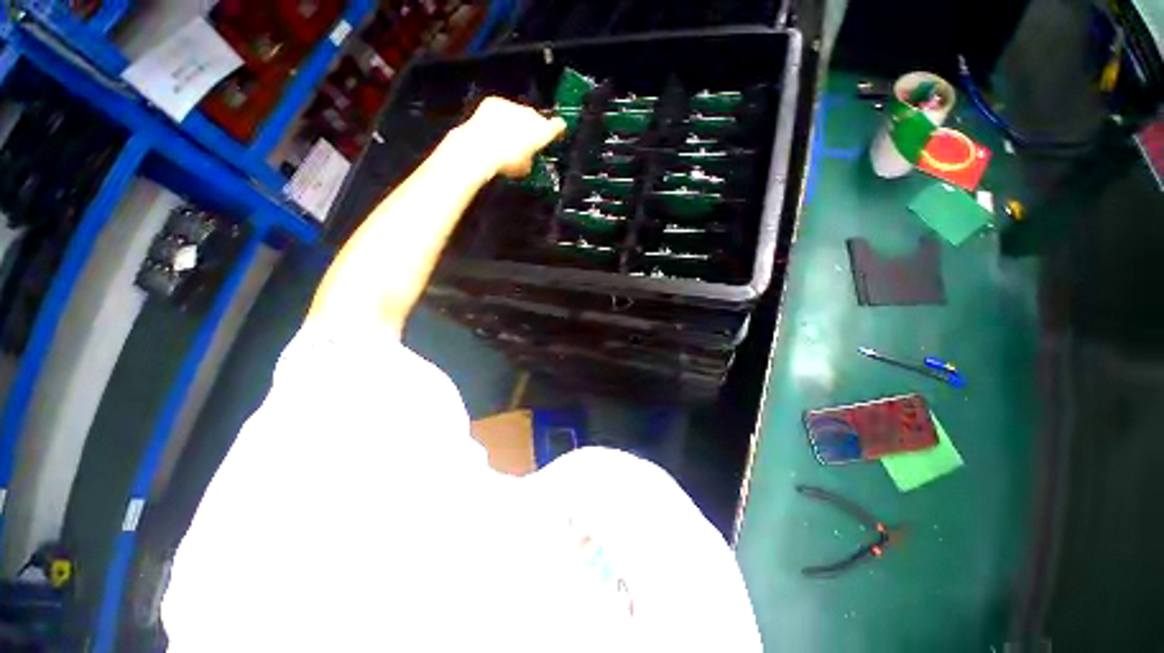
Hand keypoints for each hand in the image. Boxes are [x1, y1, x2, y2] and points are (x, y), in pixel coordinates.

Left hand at [456, 96, 566, 177]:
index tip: (557, 133)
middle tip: (527, 140)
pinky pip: (502, 108)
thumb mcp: (525, 168)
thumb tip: (527, 157)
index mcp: (543, 131)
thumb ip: (531, 158)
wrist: (480, 149)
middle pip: (536, 118)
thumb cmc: (507, 162)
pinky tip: (494, 129)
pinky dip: (500, 117)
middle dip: (533, 127)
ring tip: (508, 136)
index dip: (558, 130)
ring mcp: (512, 105)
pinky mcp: (494, 101)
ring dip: (516, 122)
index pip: (558, 125)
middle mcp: (531, 114)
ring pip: (519, 112)